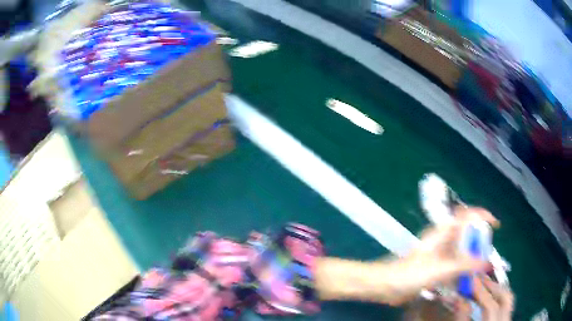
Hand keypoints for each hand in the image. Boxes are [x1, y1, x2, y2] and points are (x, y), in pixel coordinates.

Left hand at [314, 207, 498, 305]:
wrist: (385, 285)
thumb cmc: (410, 274)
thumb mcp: (441, 269)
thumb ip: (465, 265)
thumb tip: (488, 263)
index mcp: (443, 232)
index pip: (467, 215)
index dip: (483, 215)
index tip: (495, 224)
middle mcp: (442, 238)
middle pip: (467, 231)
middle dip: (480, 239)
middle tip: (488, 252)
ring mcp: (438, 251)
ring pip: (461, 248)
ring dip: (472, 254)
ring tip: (482, 265)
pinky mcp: (434, 264)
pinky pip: (454, 261)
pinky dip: (463, 266)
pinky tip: (467, 276)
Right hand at [455, 276, 513, 320]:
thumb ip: (461, 318)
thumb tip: (460, 298)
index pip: (491, 306)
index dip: (481, 291)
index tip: (471, 278)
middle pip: (506, 298)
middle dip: (493, 285)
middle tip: (479, 277)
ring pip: (508, 300)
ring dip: (497, 289)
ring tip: (484, 284)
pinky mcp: (506, 320)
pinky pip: (506, 304)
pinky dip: (498, 296)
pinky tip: (489, 295)